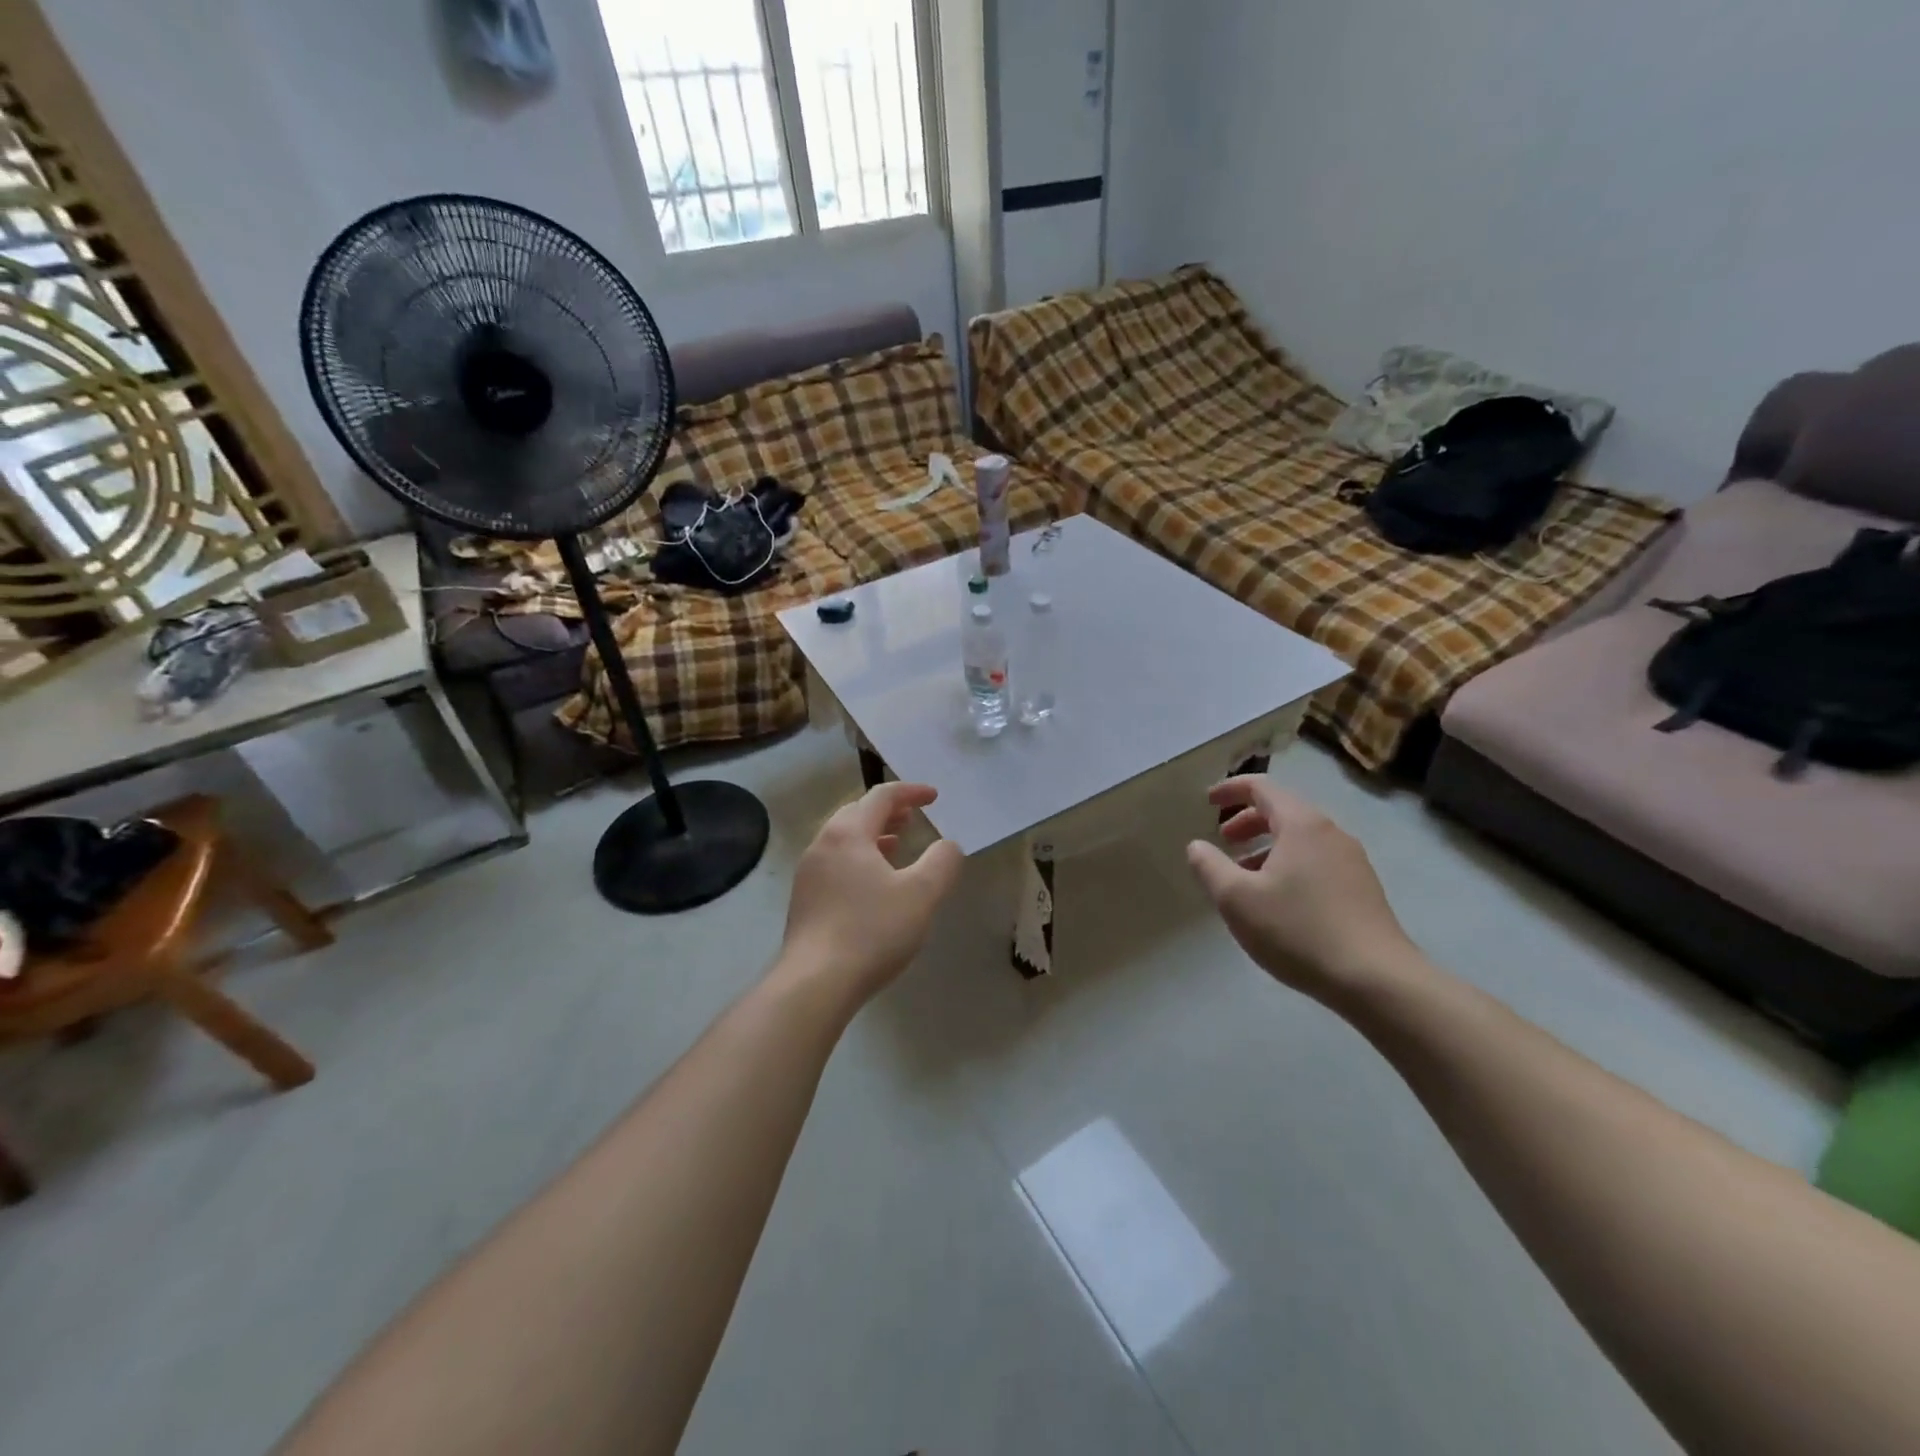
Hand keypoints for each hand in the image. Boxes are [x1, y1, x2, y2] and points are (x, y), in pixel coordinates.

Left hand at [778, 782, 964, 1005]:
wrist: (815, 983)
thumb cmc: (872, 931)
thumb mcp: (921, 894)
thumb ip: (942, 862)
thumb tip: (948, 845)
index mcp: (848, 833)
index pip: (881, 797)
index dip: (910, 792)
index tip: (934, 797)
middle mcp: (822, 845)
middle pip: (856, 814)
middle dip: (887, 812)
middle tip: (912, 818)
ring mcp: (808, 874)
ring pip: (843, 840)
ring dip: (872, 836)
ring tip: (896, 847)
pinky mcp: (804, 901)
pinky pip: (835, 864)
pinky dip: (858, 859)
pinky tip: (872, 885)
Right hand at [1186, 776, 1421, 1006]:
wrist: (1376, 980)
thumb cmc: (1298, 930)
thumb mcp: (1236, 899)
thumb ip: (1209, 866)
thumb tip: (1197, 846)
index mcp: (1301, 825)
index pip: (1262, 788)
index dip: (1231, 789)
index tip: (1207, 802)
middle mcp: (1330, 833)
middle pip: (1283, 810)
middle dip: (1248, 820)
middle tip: (1223, 840)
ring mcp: (1352, 860)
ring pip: (1301, 838)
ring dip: (1268, 846)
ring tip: (1244, 874)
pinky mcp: (1362, 888)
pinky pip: (1317, 860)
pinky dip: (1289, 863)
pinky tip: (1278, 899)